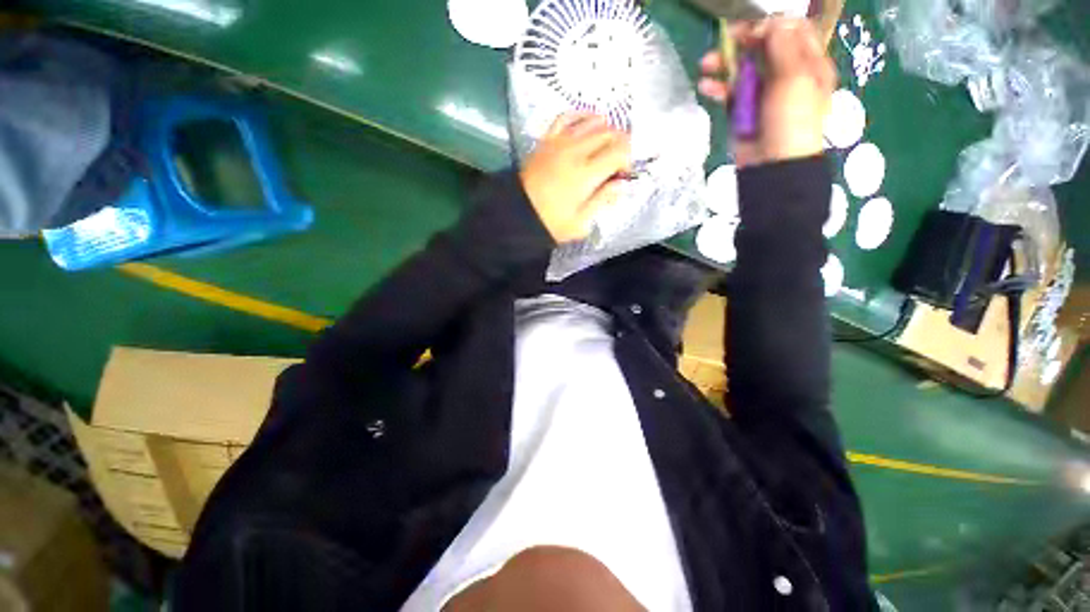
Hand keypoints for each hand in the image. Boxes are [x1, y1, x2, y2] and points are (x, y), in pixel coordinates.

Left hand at [520, 114, 630, 242]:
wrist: (518, 213)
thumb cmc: (551, 223)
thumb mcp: (580, 224)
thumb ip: (602, 201)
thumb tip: (620, 185)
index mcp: (586, 174)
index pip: (619, 151)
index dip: (627, 160)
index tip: (621, 175)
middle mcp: (576, 151)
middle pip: (610, 133)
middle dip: (620, 145)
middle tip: (615, 163)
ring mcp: (560, 142)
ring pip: (593, 121)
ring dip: (606, 130)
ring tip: (604, 147)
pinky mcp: (547, 139)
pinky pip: (567, 116)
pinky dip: (582, 116)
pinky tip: (588, 123)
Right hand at [697, 18, 835, 167]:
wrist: (772, 165)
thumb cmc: (791, 120)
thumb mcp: (795, 79)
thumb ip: (783, 46)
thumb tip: (771, 22)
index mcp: (808, 63)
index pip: (793, 30)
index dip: (772, 24)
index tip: (752, 29)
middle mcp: (786, 74)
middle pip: (764, 47)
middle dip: (743, 41)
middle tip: (724, 41)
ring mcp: (763, 93)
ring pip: (743, 69)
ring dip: (724, 64)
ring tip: (705, 65)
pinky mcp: (743, 110)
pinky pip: (729, 93)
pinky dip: (717, 88)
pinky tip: (705, 86)